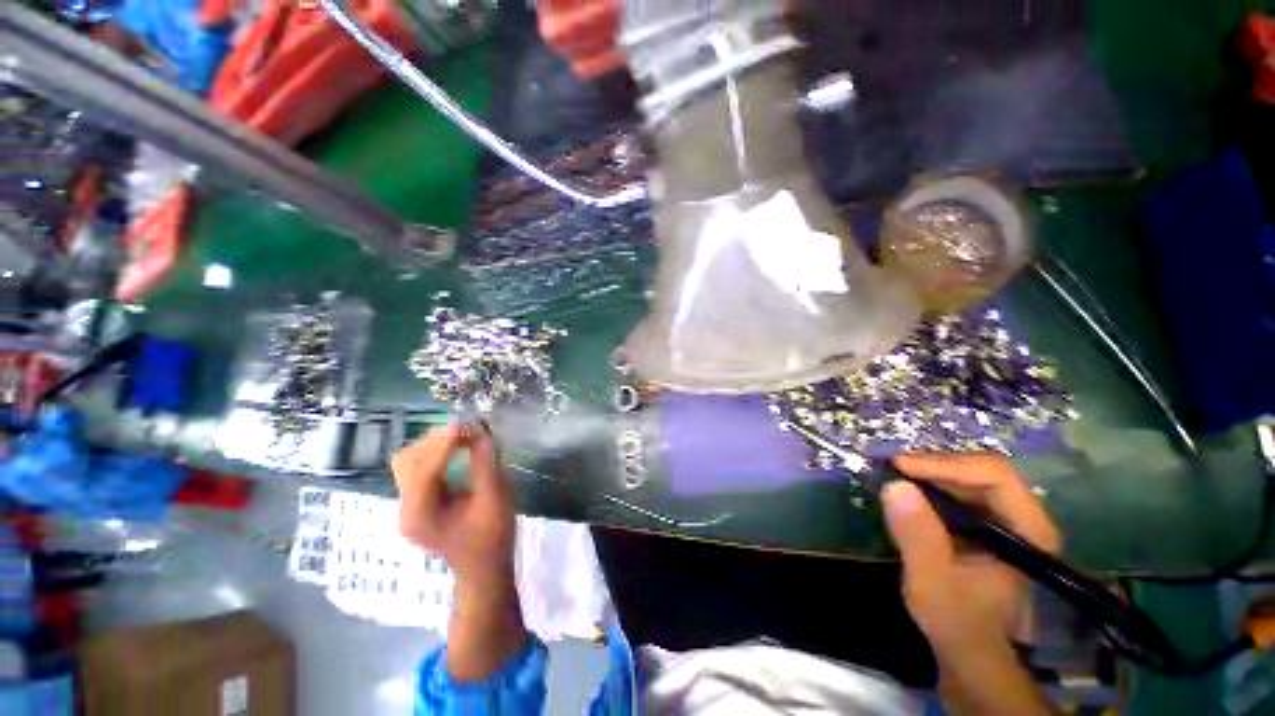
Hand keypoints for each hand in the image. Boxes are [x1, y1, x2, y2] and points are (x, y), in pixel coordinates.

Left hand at [393, 424, 515, 589]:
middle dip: (436, 441)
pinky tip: (455, 447)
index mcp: (421, 516)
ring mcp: (408, 505)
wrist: (483, 566)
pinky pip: (418, 467)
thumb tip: (480, 433)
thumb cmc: (491, 537)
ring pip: (409, 461)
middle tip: (467, 429)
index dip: (443, 444)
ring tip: (462, 436)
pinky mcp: (417, 501)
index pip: (422, 470)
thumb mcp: (494, 499)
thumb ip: (485, 465)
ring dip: (434, 444)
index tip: (467, 426)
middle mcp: (406, 509)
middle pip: (408, 461)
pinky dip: (435, 452)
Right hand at [884, 454, 1060, 657]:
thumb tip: (895, 485)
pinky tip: (907, 491)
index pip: (995, 477)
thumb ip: (918, 536)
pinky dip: (930, 485)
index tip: (900, 466)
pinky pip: (960, 491)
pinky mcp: (986, 526)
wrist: (971, 650)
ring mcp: (1006, 521)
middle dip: (934, 465)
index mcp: (1028, 532)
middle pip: (982, 471)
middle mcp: (1024, 518)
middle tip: (891, 467)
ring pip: (970, 478)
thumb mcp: (933, 582)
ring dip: (930, 472)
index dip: (946, 465)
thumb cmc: (958, 621)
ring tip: (894, 474)